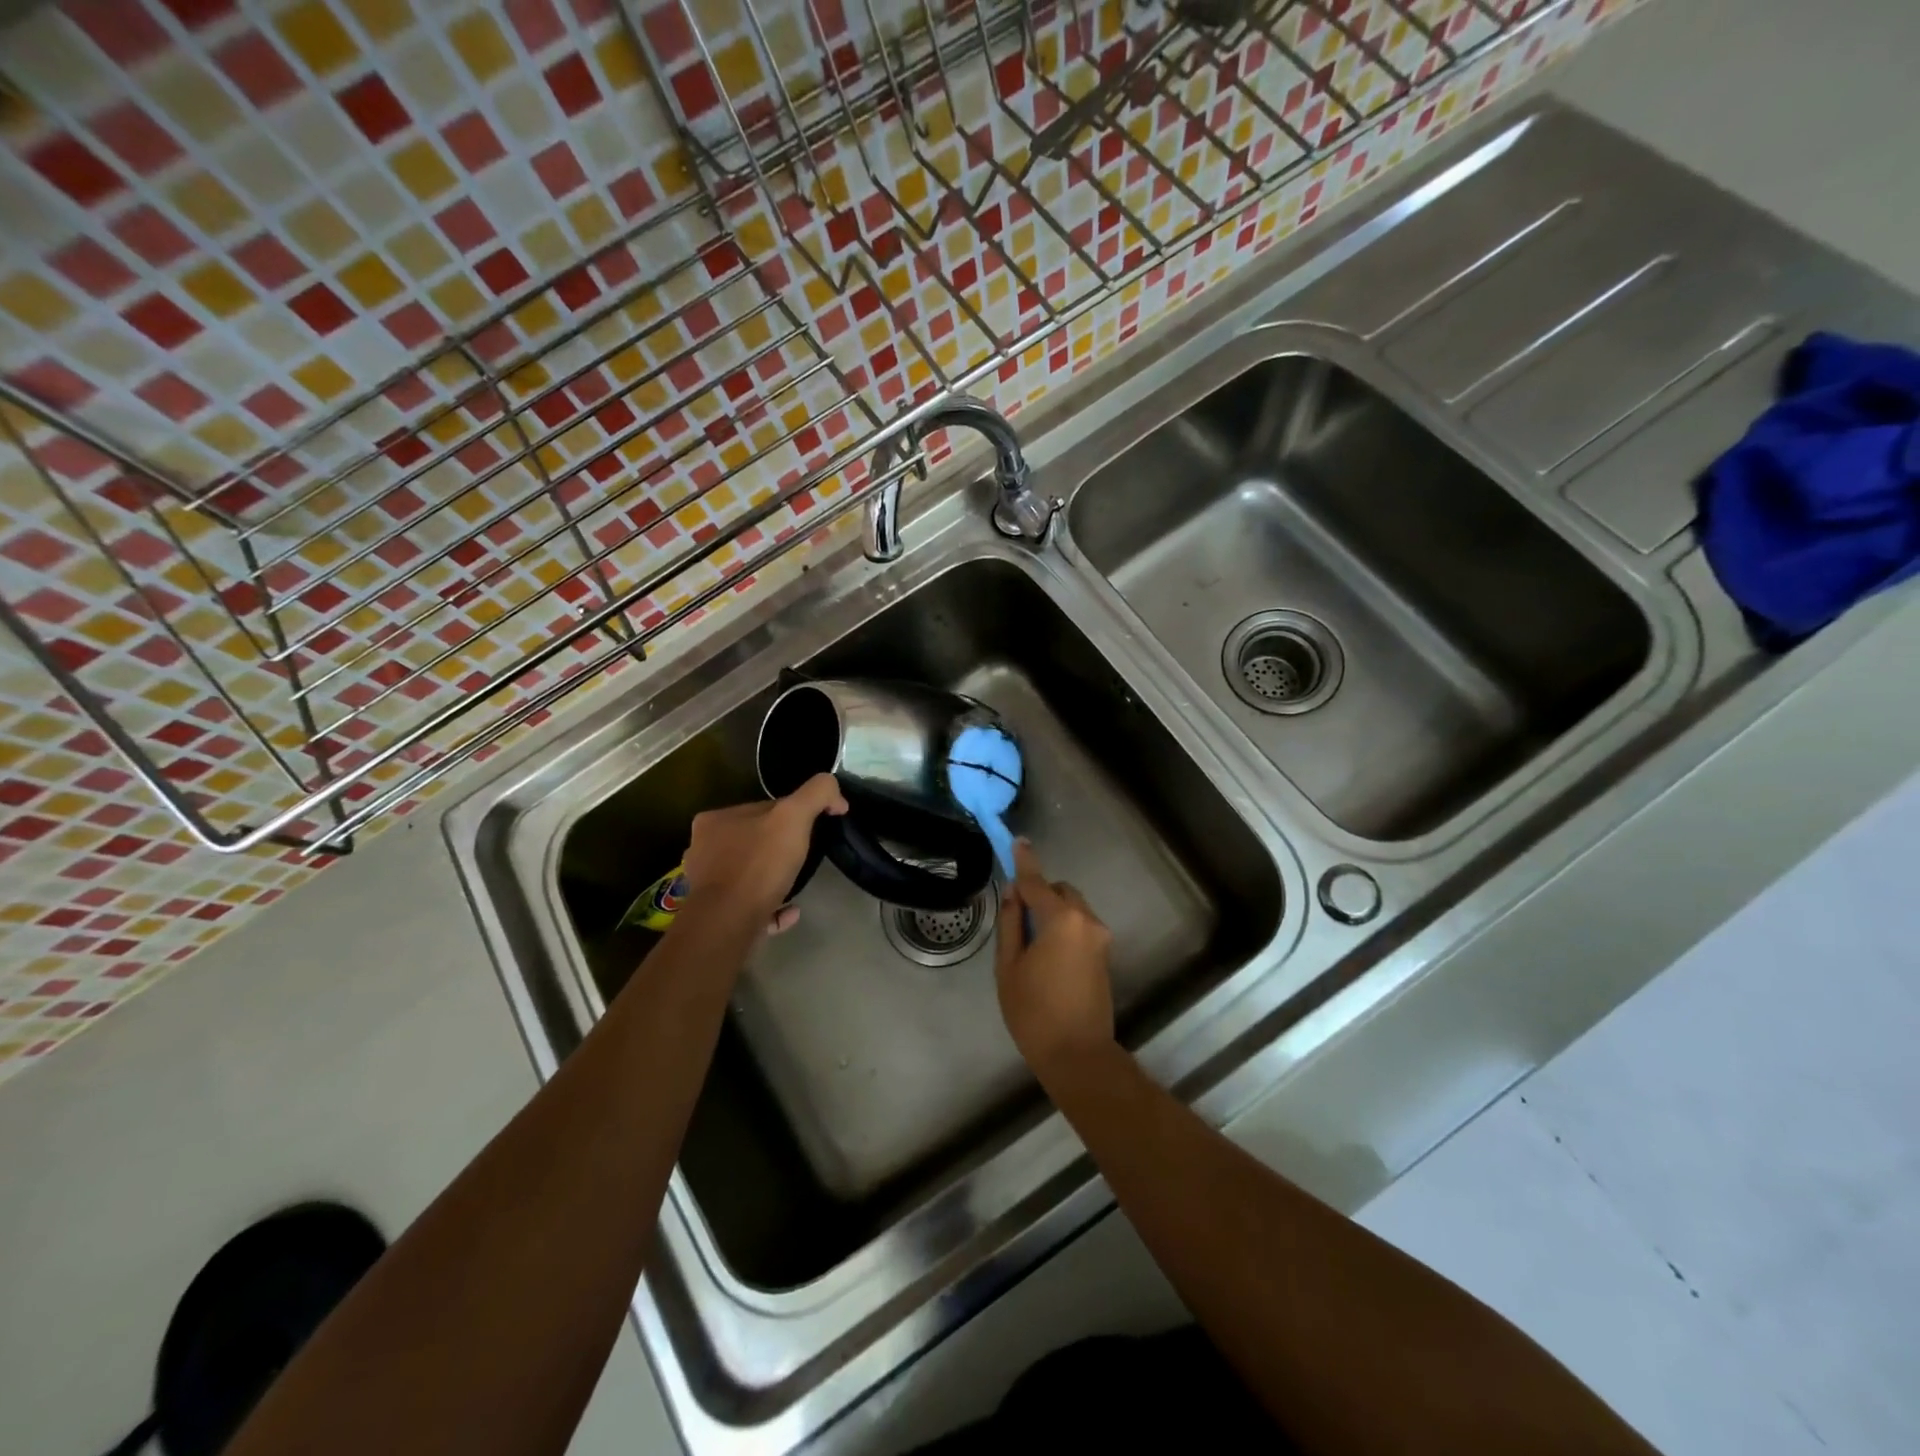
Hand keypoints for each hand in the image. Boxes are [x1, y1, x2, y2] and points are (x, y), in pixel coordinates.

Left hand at [680, 773, 847, 934]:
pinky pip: (751, 906)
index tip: (812, 830)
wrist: (730, 922)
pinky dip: (772, 906)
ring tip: (799, 883)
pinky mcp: (716, 915)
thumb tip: (836, 798)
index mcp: (715, 821)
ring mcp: (708, 885)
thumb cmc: (759, 864)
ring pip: (750, 875)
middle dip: (779, 849)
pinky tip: (792, 910)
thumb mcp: (794, 816)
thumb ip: (817, 793)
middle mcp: (704, 850)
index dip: (791, 817)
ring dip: (775, 878)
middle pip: (754, 842)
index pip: (761, 810)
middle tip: (806, 857)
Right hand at [995, 840, 1115, 1078]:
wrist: (1078, 1054)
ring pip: (1072, 908)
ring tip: (1030, 942)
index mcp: (1061, 919)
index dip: (1024, 861)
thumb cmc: (1034, 1012)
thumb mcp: (1009, 966)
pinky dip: (1063, 926)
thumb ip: (1012, 923)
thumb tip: (1013, 894)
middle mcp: (1086, 920)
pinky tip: (1047, 954)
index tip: (1018, 841)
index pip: (1036, 881)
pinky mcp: (1104, 954)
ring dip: (1052, 911)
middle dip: (1039, 894)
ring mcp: (1100, 938)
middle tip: (1016, 916)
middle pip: (1060, 891)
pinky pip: (1080, 926)